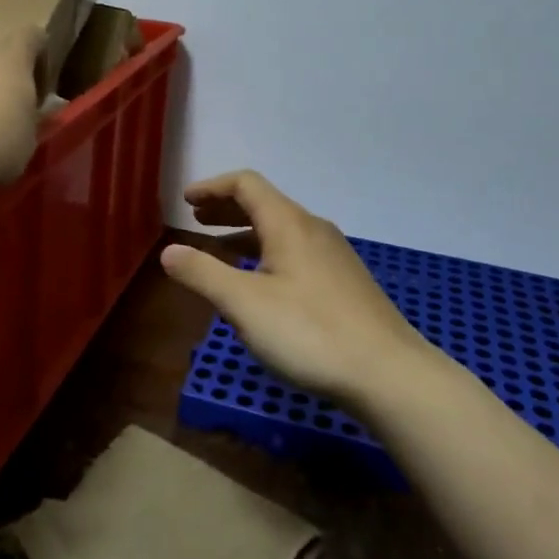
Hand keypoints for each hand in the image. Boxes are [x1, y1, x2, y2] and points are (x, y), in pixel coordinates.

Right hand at [159, 171, 425, 403]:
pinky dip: (266, 253)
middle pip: (264, 204)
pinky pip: (295, 252)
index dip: (212, 187)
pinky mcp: (344, 282)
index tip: (186, 201)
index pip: (246, 184)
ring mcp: (334, 256)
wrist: (389, 373)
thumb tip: (168, 251)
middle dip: (226, 209)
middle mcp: (313, 229)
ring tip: (219, 251)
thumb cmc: (310, 332)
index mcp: (288, 223)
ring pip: (281, 230)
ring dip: (245, 233)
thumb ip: (203, 274)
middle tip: (196, 220)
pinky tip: (260, 285)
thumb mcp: (244, 304)